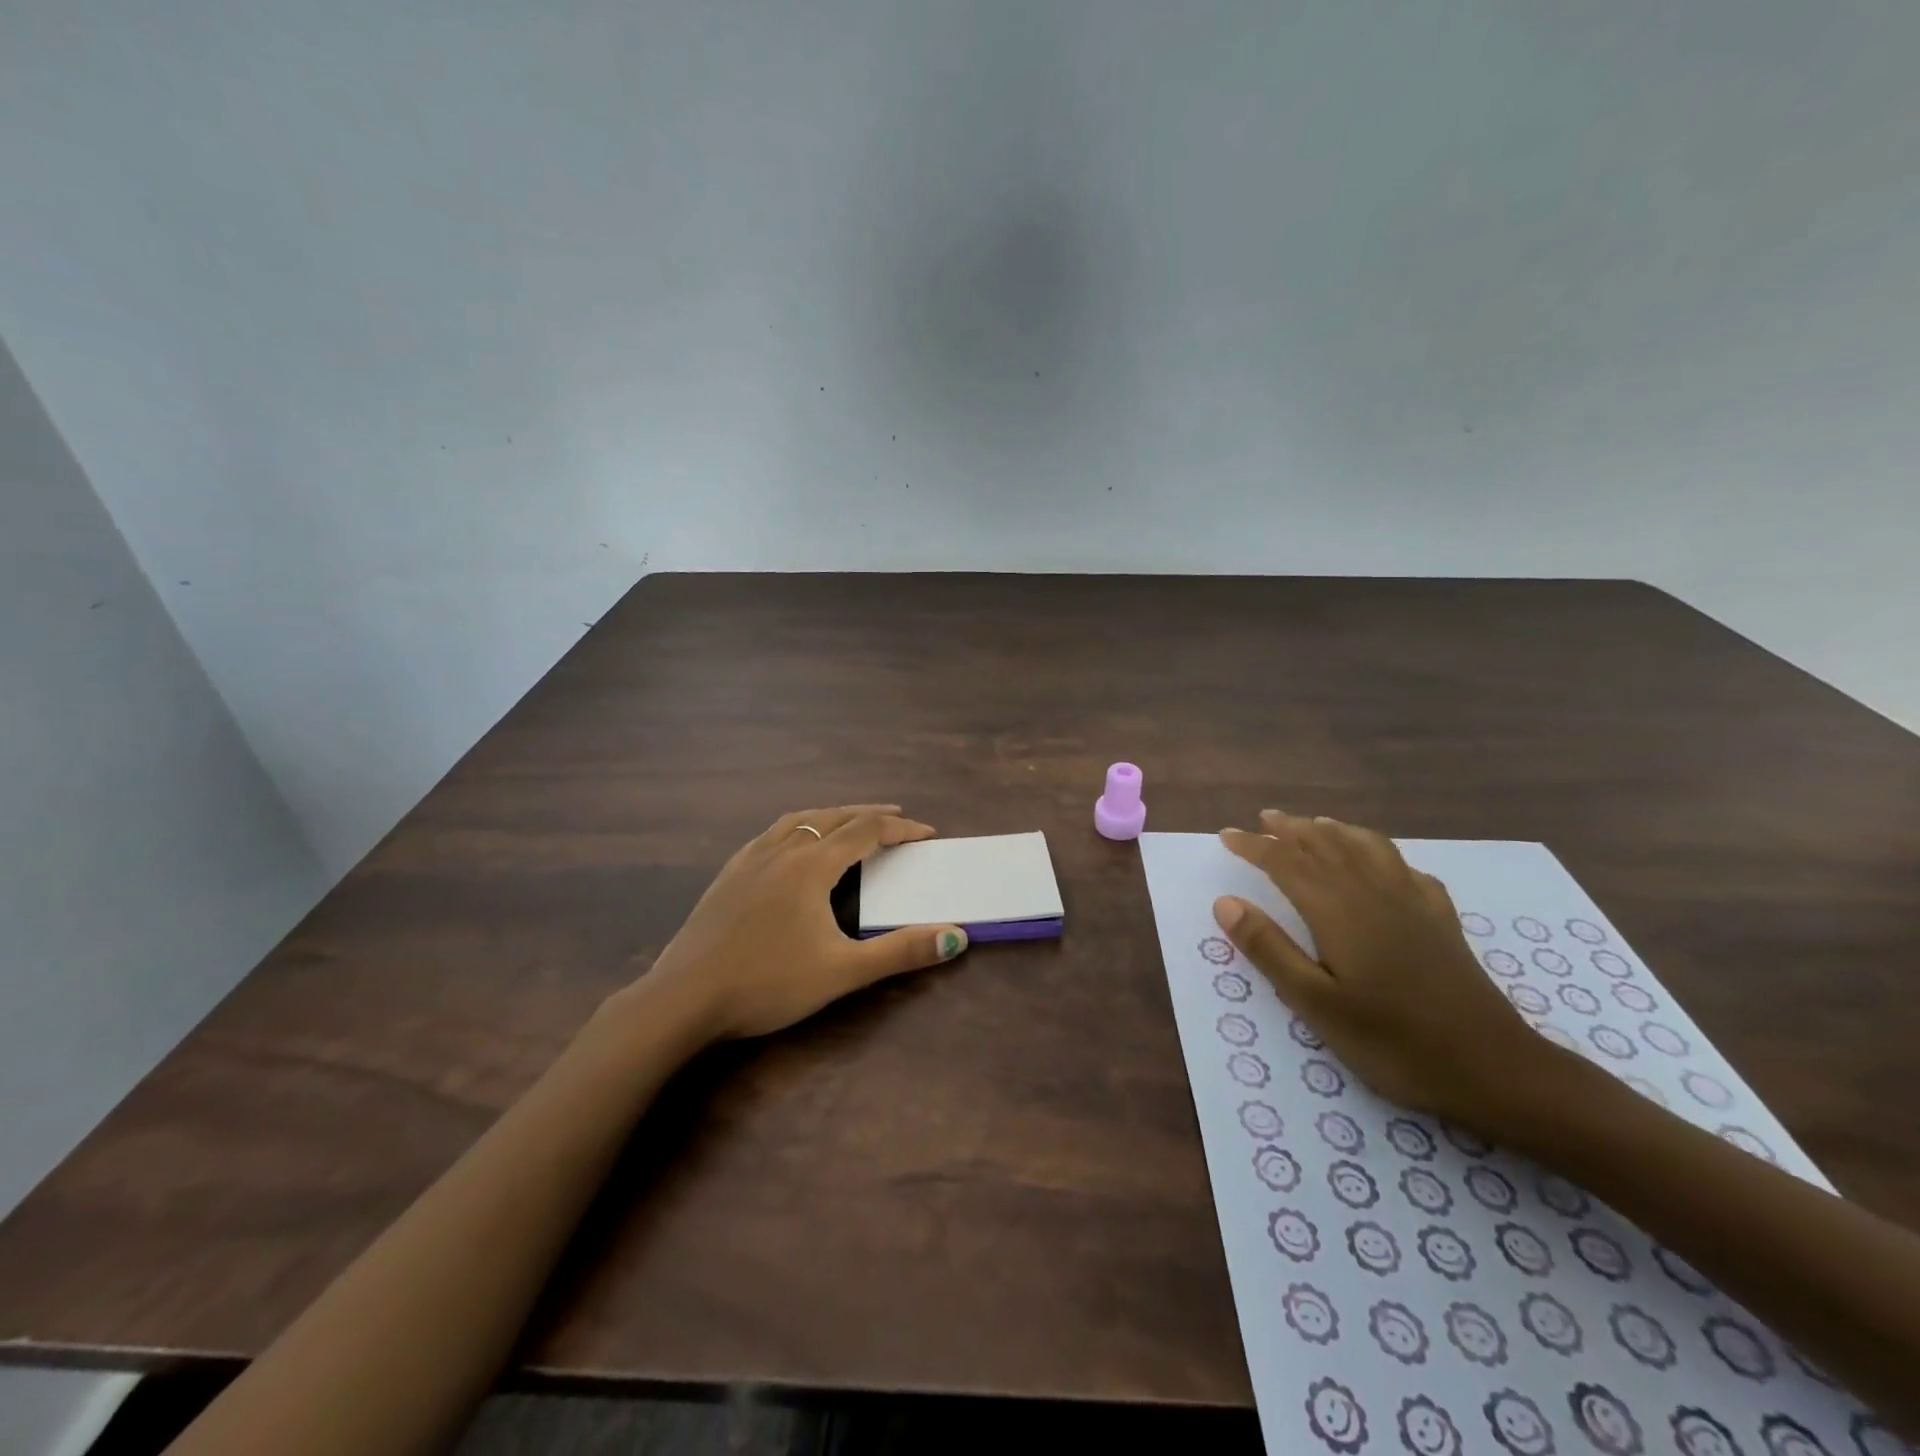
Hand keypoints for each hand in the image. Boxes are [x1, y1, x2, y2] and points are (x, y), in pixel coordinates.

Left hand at [634, 805, 968, 1041]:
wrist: (683, 999)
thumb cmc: (768, 983)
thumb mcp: (842, 971)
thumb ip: (901, 952)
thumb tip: (956, 936)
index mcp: (812, 866)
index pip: (866, 832)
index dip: (900, 830)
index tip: (927, 833)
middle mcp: (782, 851)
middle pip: (833, 817)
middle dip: (869, 815)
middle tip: (896, 819)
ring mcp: (749, 860)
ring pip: (798, 821)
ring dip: (831, 815)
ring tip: (847, 821)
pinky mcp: (727, 875)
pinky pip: (770, 834)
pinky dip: (796, 828)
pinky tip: (790, 845)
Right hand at [1214, 810, 1560, 1132]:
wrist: (1495, 1069)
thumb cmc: (1393, 1042)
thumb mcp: (1317, 1004)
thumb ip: (1270, 949)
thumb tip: (1226, 902)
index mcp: (1338, 910)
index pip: (1286, 863)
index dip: (1254, 846)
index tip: (1226, 834)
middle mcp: (1373, 893)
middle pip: (1326, 846)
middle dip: (1291, 829)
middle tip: (1265, 818)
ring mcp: (1413, 904)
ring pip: (1367, 848)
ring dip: (1336, 831)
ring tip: (1317, 823)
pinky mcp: (1441, 921)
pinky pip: (1407, 869)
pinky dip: (1385, 855)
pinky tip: (1384, 864)